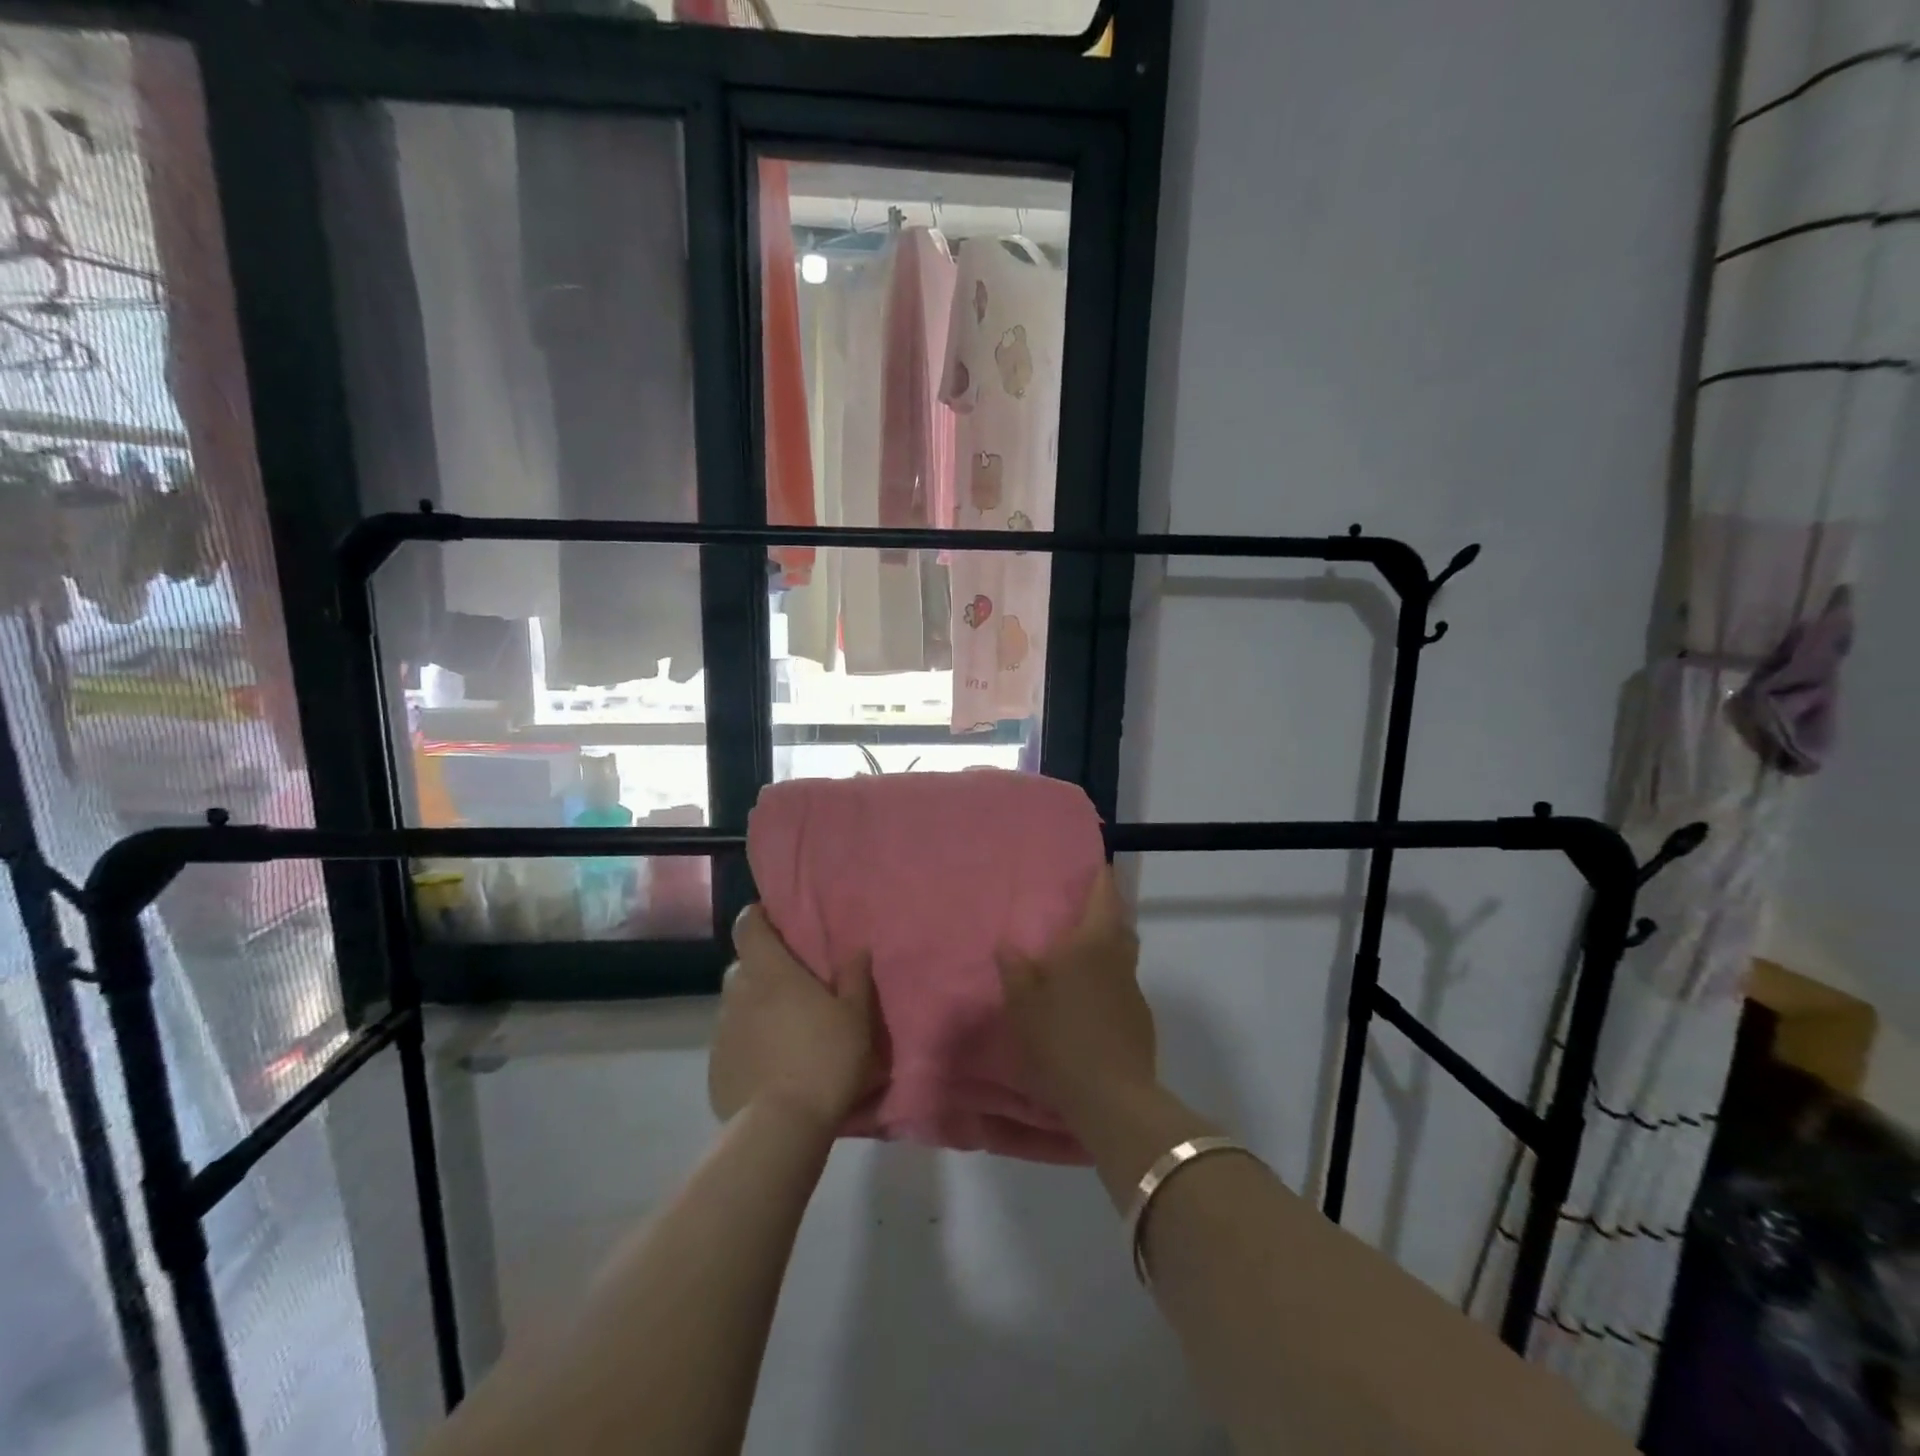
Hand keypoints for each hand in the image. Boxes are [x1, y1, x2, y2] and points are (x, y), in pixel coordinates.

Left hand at [709, 905, 877, 1133]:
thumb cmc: (825, 1059)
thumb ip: (855, 978)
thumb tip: (857, 949)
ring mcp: (722, 1032)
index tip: (773, 920)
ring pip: (736, 1005)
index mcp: (771, 972)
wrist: (782, 1127)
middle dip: (762, 967)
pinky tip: (770, 1064)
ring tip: (783, 1028)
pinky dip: (747, 1043)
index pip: (748, 926)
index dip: (757, 917)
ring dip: (755, 1007)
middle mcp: (739, 994)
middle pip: (743, 966)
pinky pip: (731, 1042)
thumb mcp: (856, 1017)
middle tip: (791, 983)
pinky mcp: (716, 1068)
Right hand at [997, 866, 1155, 1117]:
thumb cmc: (1061, 1038)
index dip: (1101, 877)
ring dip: (1106, 949)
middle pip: (1119, 924)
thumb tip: (1008, 944)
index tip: (1096, 864)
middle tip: (1078, 913)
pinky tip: (1088, 1002)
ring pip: (1122, 956)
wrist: (1111, 1098)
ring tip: (1078, 958)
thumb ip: (1014, 969)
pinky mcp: (1140, 1020)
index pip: (1104, 896)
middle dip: (1104, 913)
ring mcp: (1134, 991)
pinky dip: (1108, 982)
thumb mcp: (1022, 1003)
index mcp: (1093, 943)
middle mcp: (1119, 959)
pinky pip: (1122, 987)